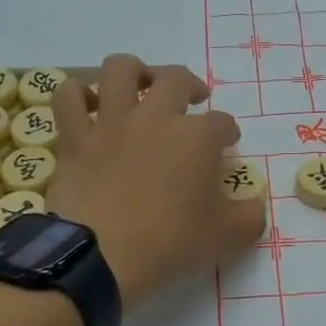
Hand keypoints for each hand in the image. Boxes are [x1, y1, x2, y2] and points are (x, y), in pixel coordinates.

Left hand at [48, 55, 264, 311]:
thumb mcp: (227, 238)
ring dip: (135, 72)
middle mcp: (156, 117)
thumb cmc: (169, 243)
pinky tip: (88, 102)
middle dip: (190, 85)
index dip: (228, 132)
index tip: (228, 143)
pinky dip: (78, 93)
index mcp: (197, 137)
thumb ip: (251, 217)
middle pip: (176, 79)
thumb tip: (256, 204)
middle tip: (194, 99)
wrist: (101, 256)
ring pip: (121, 70)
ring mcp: (112, 122)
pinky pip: (69, 96)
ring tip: (141, 85)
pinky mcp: (76, 136)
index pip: (222, 123)